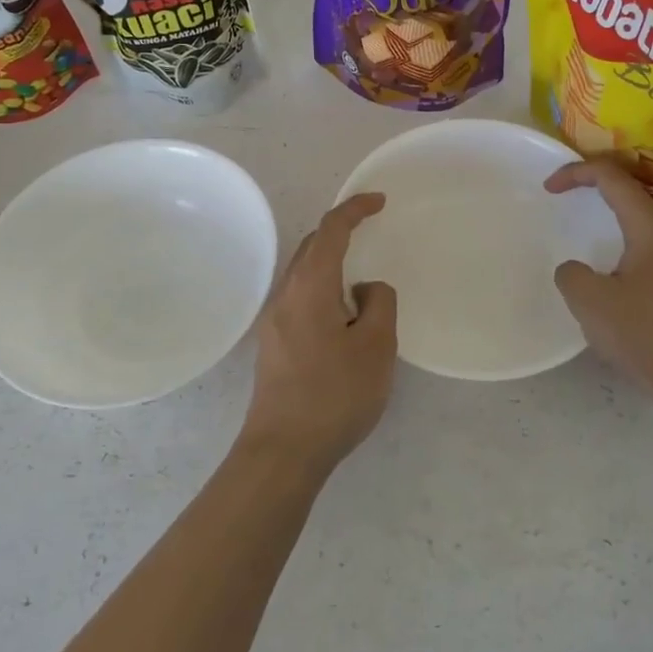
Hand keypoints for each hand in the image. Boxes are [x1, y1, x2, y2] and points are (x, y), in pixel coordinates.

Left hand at [240, 194, 397, 472]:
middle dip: (340, 232)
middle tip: (371, 234)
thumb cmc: (335, 394)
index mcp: (310, 286)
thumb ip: (379, 303)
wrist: (283, 450)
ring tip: (361, 281)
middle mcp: (286, 295)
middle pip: (312, 247)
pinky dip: (323, 290)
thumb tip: (363, 290)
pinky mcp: (273, 345)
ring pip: (304, 275)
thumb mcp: (376, 346)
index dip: (355, 209)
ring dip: (331, 264)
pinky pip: (300, 299)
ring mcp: (274, 321)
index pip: (331, 230)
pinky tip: (342, 318)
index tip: (379, 201)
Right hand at [547, 159, 652, 414]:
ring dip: (614, 227)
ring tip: (590, 245)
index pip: (613, 178)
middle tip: (568, 204)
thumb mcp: (591, 304)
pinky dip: (629, 252)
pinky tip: (617, 282)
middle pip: (633, 197)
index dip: (577, 173)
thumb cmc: (649, 335)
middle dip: (596, 194)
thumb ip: (572, 275)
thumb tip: (576, 270)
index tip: (549, 188)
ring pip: (646, 227)